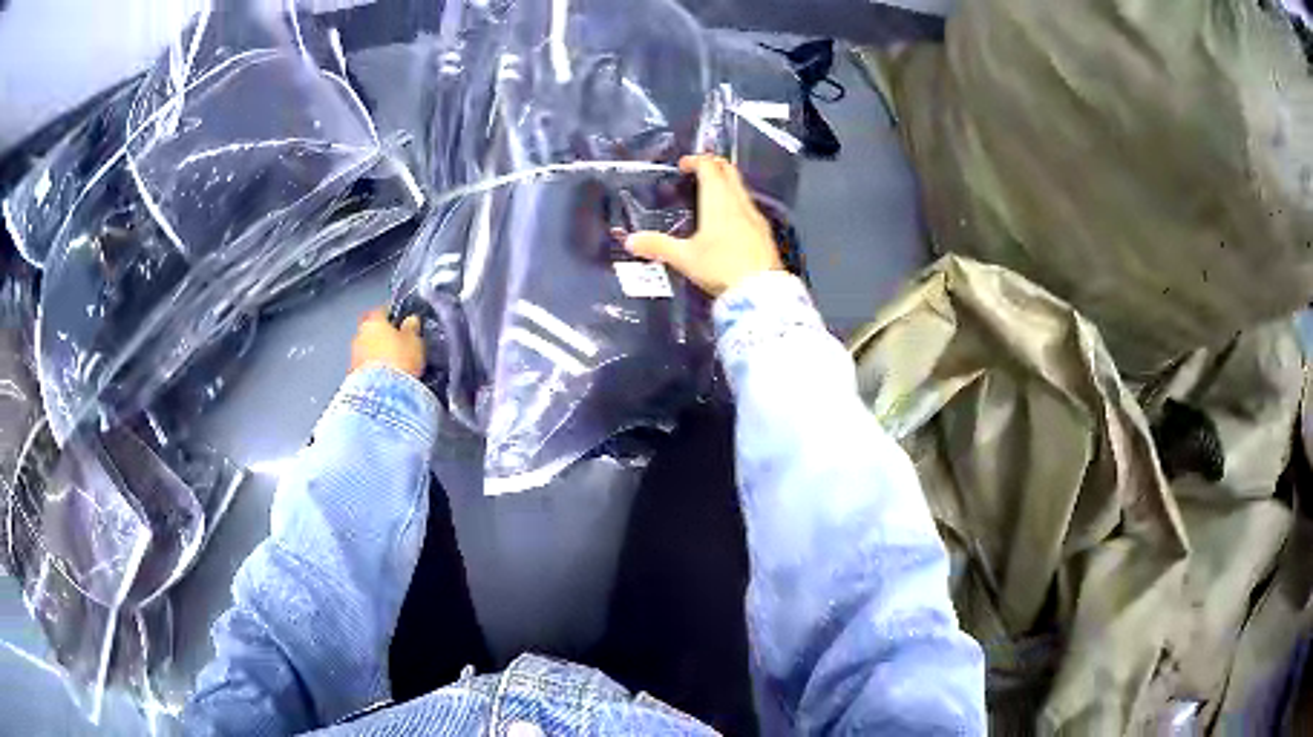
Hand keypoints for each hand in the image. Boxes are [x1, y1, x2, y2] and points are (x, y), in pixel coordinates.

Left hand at [351, 308, 425, 377]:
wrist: (382, 396)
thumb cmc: (399, 361)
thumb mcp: (414, 341)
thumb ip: (412, 328)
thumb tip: (411, 320)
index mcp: (373, 320)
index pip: (382, 310)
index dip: (392, 314)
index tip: (400, 319)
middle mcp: (359, 335)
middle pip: (371, 330)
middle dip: (381, 335)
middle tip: (395, 343)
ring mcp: (353, 356)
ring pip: (366, 349)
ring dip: (376, 354)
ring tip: (391, 364)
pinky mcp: (352, 376)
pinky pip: (365, 367)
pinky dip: (373, 370)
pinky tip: (384, 378)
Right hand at [624, 154, 782, 297]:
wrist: (761, 292)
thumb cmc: (720, 267)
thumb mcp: (685, 258)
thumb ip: (658, 246)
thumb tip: (630, 241)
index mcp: (718, 200)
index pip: (709, 167)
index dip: (696, 160)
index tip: (683, 165)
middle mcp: (739, 202)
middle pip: (729, 172)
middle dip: (713, 166)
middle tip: (698, 171)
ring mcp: (755, 216)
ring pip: (740, 189)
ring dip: (725, 184)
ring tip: (710, 195)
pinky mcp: (764, 232)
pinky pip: (748, 207)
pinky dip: (735, 203)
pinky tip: (728, 220)